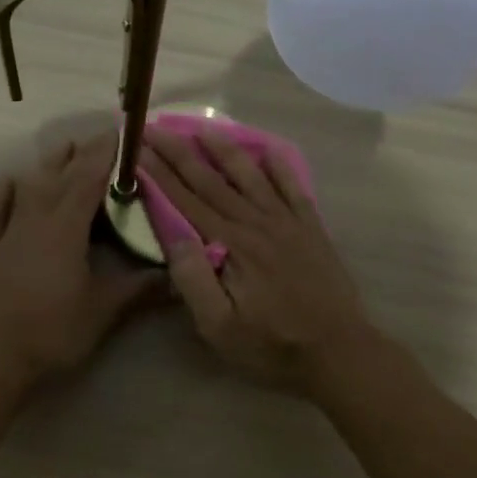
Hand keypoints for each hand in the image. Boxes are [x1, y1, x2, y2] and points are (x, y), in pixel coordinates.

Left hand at [0, 135, 165, 388]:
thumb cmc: (53, 331)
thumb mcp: (104, 310)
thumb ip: (139, 288)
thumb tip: (176, 276)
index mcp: (65, 228)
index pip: (90, 178)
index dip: (107, 154)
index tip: (124, 132)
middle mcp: (34, 219)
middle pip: (59, 176)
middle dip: (81, 153)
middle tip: (100, 137)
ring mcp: (6, 233)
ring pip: (28, 187)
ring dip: (47, 166)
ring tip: (63, 148)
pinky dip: (2, 194)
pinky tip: (8, 182)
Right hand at [139, 128, 379, 392]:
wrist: (338, 351)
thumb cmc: (272, 346)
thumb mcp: (220, 327)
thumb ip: (194, 281)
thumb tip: (174, 235)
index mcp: (232, 245)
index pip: (187, 201)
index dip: (160, 174)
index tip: (138, 149)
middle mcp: (258, 223)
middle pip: (212, 180)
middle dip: (181, 152)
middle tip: (156, 128)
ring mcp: (288, 222)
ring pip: (250, 175)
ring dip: (224, 148)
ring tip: (202, 126)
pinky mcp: (311, 228)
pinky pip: (292, 187)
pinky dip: (278, 166)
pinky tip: (266, 151)